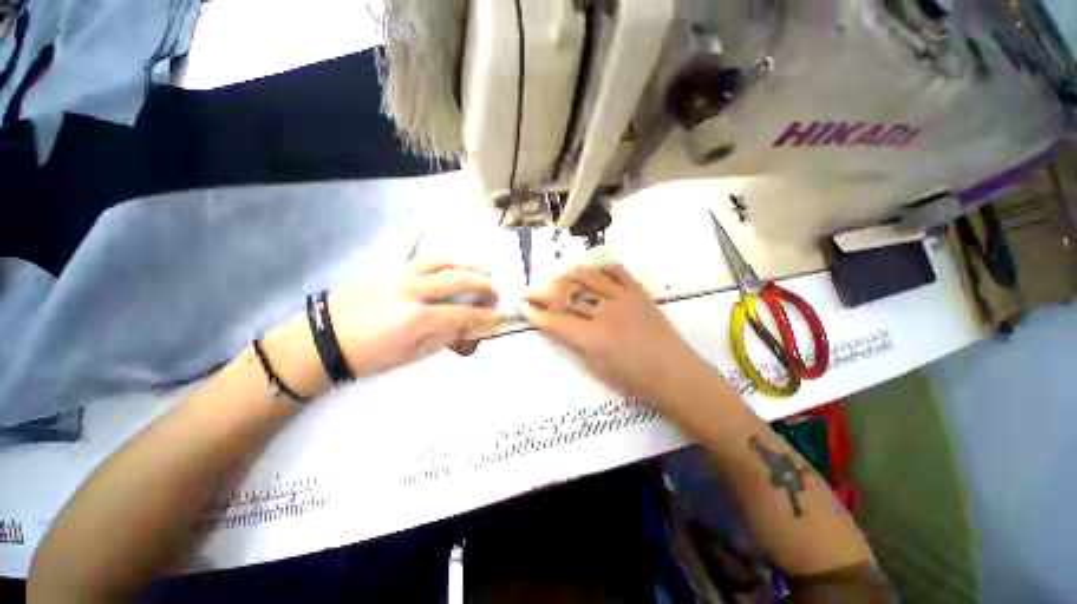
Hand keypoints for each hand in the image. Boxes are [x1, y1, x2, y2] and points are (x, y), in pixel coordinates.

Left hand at [328, 259, 499, 378]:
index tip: (498, 313)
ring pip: (443, 261)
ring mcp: (400, 274)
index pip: (461, 312)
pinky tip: (455, 264)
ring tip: (482, 271)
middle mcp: (412, 290)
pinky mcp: (390, 267)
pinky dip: (446, 260)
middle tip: (495, 289)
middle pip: (458, 280)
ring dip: (468, 265)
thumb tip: (466, 324)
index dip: (483, 314)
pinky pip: (425, 258)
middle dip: (483, 283)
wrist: (325, 338)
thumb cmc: (369, 355)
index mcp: (416, 318)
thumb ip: (443, 337)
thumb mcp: (411, 356)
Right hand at [523, 264, 713, 405]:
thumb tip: (557, 326)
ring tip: (556, 277)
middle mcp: (604, 312)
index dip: (537, 313)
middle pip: (567, 294)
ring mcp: (623, 298)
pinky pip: (617, 272)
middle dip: (544, 291)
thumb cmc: (634, 380)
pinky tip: (590, 271)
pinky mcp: (638, 292)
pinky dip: (601, 269)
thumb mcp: (597, 368)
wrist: (674, 373)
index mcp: (592, 338)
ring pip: (588, 277)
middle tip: (532, 289)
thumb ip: (575, 344)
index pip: (556, 320)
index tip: (524, 307)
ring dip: (567, 275)